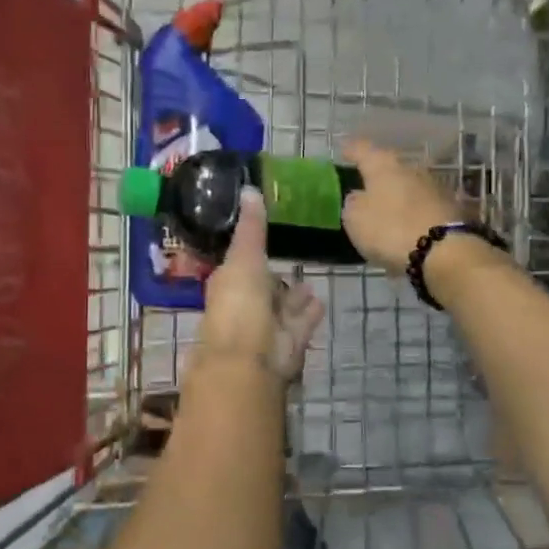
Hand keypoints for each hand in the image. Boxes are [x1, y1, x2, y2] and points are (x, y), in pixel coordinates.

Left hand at [197, 189, 325, 379]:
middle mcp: (244, 306)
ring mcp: (266, 328)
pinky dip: (309, 313)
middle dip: (275, 278)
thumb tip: (249, 189)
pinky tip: (321, 301)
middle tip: (294, 260)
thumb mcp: (244, 257)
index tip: (266, 238)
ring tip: (311, 281)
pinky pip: (300, 323)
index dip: (250, 253)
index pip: (238, 266)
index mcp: (228, 285)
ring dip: (294, 297)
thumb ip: (251, 227)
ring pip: (282, 308)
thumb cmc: (239, 304)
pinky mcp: (288, 344)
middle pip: (262, 289)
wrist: (250, 360)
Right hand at [339, 139, 462, 273]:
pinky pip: (422, 206)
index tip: (343, 152)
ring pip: (408, 186)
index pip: (362, 149)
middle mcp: (410, 168)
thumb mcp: (355, 218)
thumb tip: (359, 197)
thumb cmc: (390, 228)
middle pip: (389, 167)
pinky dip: (412, 213)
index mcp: (383, 165)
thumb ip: (353, 203)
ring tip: (385, 212)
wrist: (445, 251)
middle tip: (363, 187)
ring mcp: (434, 187)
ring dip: (397, 196)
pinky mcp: (450, 208)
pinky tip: (405, 227)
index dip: (351, 150)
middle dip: (377, 176)